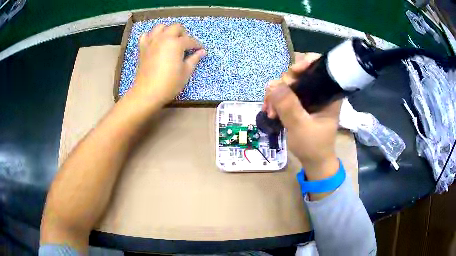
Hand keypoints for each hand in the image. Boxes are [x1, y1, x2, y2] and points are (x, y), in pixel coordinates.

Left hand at [131, 23, 205, 105]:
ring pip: (160, 27)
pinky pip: (146, 35)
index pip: (190, 40)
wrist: (147, 93)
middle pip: (176, 27)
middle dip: (183, 33)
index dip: (197, 45)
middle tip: (185, 44)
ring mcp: (151, 42)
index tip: (201, 50)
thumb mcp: (185, 72)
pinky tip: (155, 42)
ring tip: (170, 40)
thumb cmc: (169, 84)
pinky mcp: (142, 48)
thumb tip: (202, 52)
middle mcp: (163, 38)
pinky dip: (151, 36)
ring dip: (167, 30)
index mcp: (176, 43)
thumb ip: (194, 59)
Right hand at [263, 53, 340, 179]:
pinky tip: (269, 110)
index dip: (305, 63)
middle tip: (274, 101)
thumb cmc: (313, 146)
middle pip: (299, 73)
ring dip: (276, 94)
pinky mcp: (300, 103)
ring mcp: (308, 96)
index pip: (320, 66)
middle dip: (284, 84)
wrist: (314, 162)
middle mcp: (319, 90)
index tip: (293, 73)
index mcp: (329, 93)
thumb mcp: (301, 127)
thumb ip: (289, 106)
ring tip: (269, 111)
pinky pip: (284, 93)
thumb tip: (272, 85)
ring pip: (289, 83)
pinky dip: (275, 99)